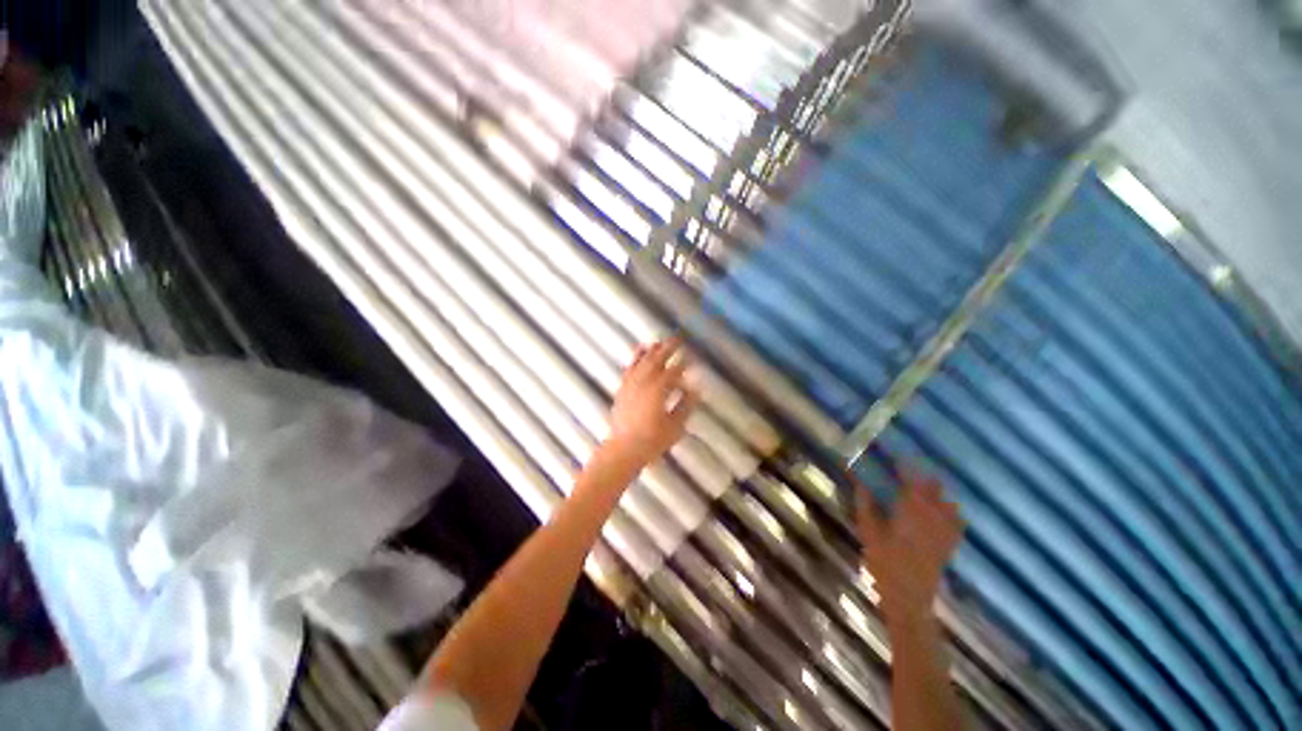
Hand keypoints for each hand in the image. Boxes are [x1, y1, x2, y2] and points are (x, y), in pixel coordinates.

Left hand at [604, 338, 698, 466]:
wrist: (623, 449)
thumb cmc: (652, 440)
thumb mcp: (676, 425)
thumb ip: (686, 405)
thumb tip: (696, 389)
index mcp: (659, 389)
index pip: (675, 370)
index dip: (684, 362)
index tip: (692, 355)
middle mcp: (644, 381)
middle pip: (658, 359)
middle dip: (669, 347)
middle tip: (678, 338)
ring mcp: (631, 383)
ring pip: (643, 361)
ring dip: (653, 350)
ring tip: (660, 342)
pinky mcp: (623, 388)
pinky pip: (630, 367)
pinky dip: (635, 357)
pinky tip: (639, 351)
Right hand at [853, 468, 963, 623]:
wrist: (910, 599)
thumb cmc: (885, 563)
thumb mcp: (868, 532)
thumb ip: (865, 505)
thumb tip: (859, 482)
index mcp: (910, 512)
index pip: (911, 481)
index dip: (905, 465)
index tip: (896, 454)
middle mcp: (931, 517)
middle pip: (933, 488)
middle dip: (921, 475)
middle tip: (907, 469)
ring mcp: (943, 532)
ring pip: (946, 502)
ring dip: (935, 491)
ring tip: (924, 485)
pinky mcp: (948, 544)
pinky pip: (956, 522)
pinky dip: (951, 511)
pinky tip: (946, 509)